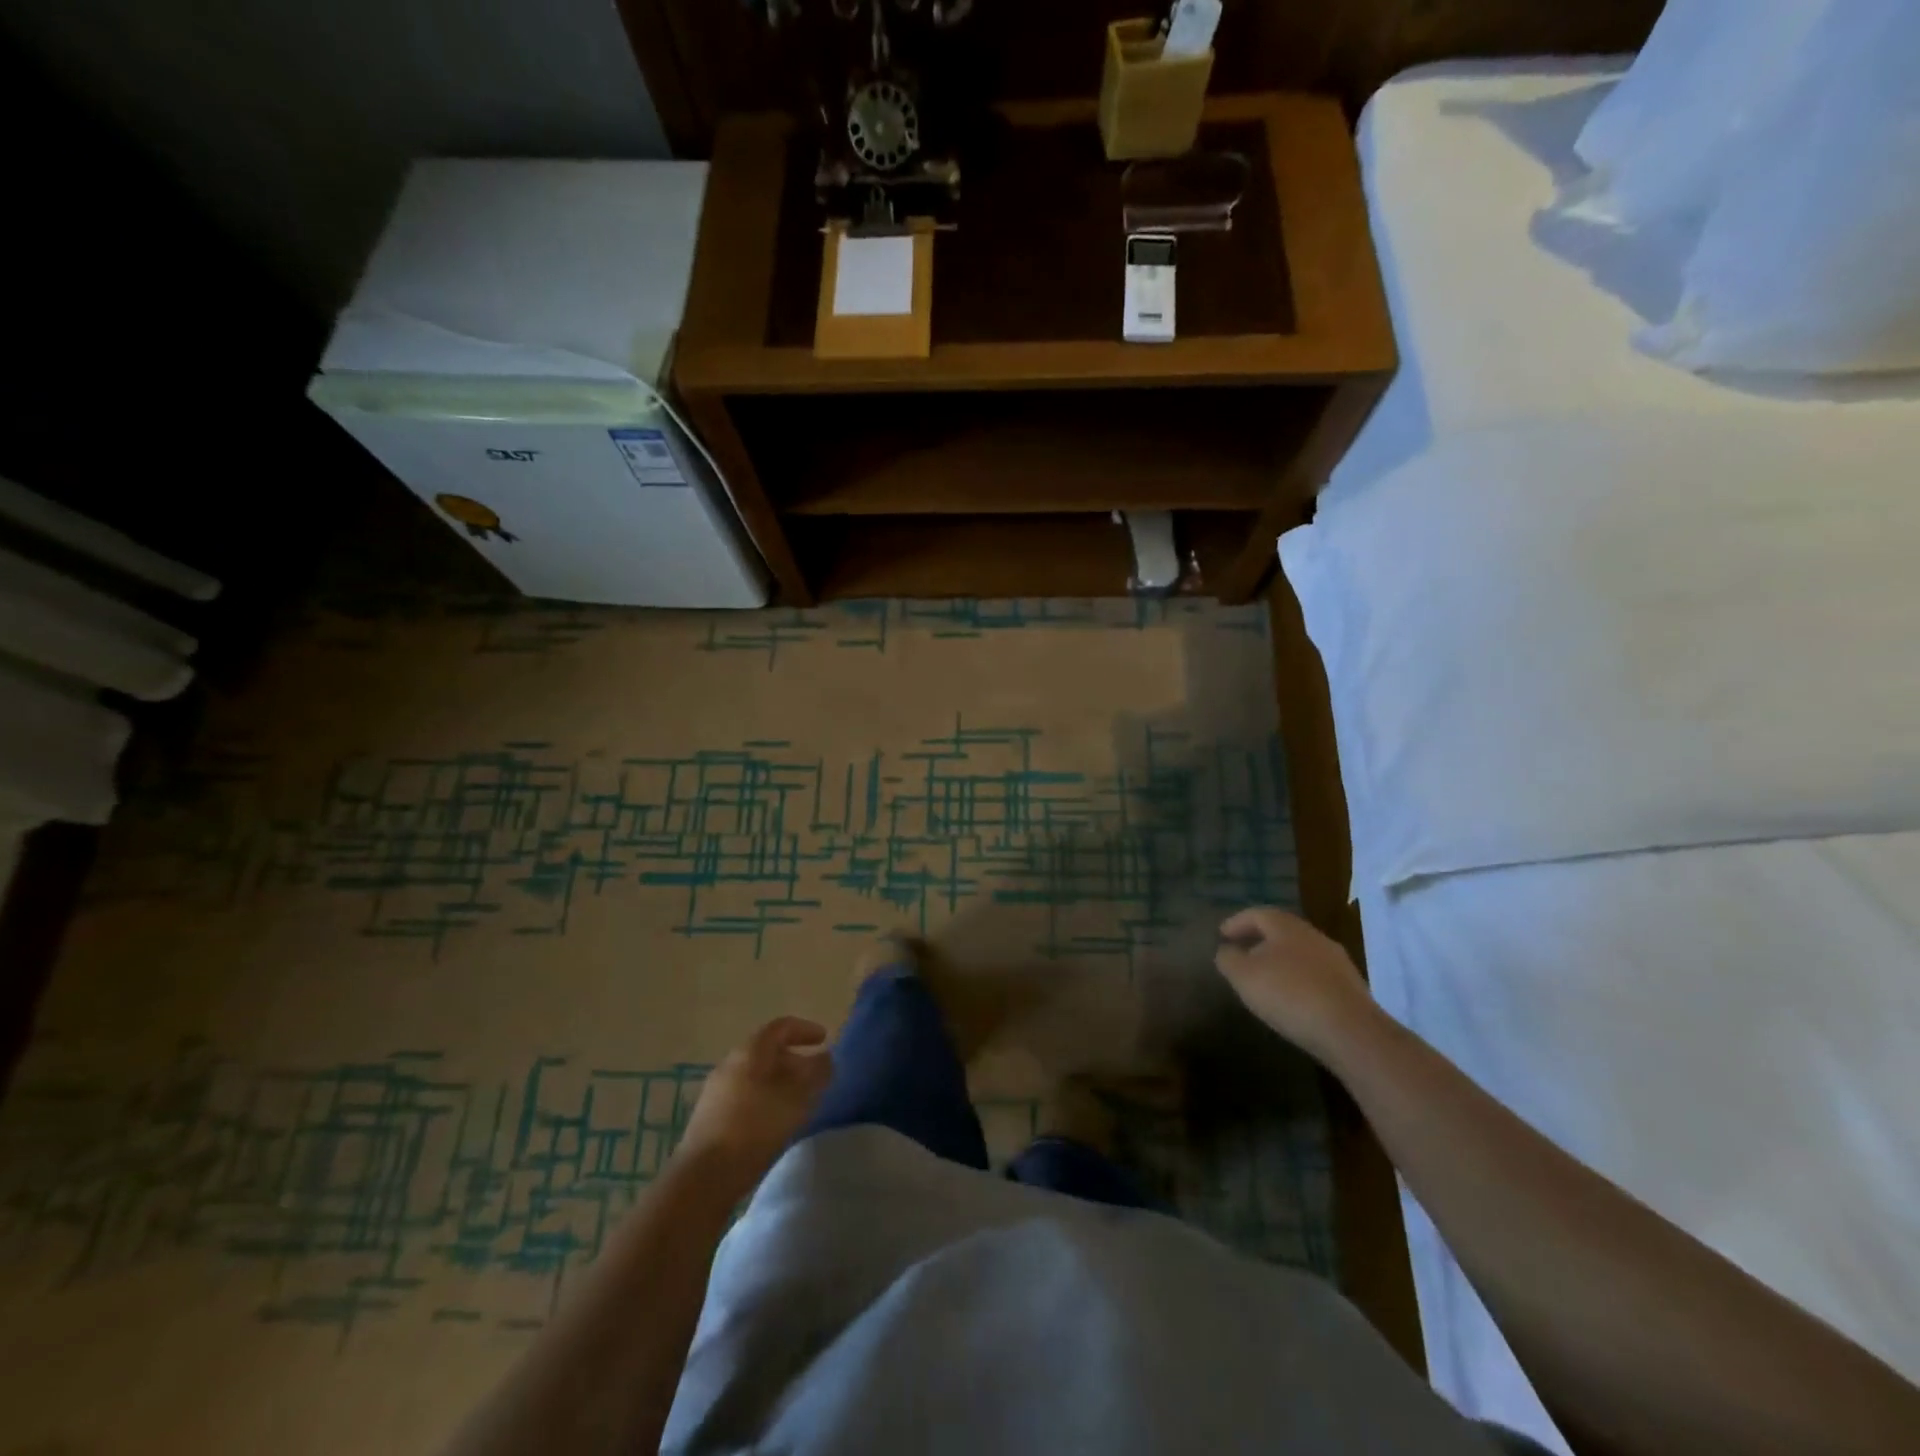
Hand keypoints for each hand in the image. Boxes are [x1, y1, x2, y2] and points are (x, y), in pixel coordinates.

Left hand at [676, 1017, 832, 1193]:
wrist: (704, 1176)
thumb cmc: (756, 1127)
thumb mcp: (797, 1099)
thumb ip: (816, 1074)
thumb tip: (826, 1058)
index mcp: (750, 1051)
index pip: (781, 1027)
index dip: (805, 1029)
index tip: (824, 1039)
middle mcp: (730, 1063)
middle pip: (767, 1051)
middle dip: (794, 1059)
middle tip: (815, 1075)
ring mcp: (716, 1090)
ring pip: (755, 1075)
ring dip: (779, 1081)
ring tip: (799, 1100)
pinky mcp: (710, 1116)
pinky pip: (744, 1095)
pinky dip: (765, 1097)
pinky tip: (774, 1120)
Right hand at [1214, 907, 1378, 1060]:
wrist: (1350, 1031)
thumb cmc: (1289, 994)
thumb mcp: (1244, 976)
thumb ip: (1228, 959)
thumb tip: (1226, 950)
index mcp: (1286, 926)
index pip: (1257, 914)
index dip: (1237, 922)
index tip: (1222, 935)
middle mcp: (1313, 935)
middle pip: (1281, 931)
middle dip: (1260, 940)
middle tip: (1242, 953)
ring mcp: (1336, 960)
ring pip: (1300, 953)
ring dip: (1281, 961)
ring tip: (1265, 978)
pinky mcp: (1350, 986)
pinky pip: (1316, 975)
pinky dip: (1299, 979)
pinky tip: (1292, 998)